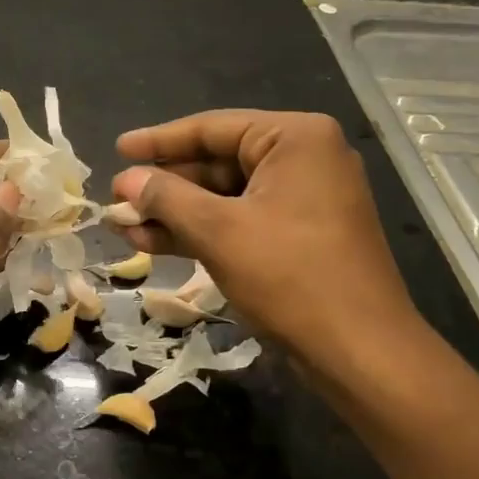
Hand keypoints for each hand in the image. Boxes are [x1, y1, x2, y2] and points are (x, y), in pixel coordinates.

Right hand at [113, 111, 425, 369]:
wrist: (360, 351)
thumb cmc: (291, 276)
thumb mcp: (219, 231)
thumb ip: (167, 198)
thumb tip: (125, 181)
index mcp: (295, 139)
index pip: (212, 128)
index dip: (159, 140)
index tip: (118, 149)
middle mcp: (303, 159)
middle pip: (217, 162)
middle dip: (165, 186)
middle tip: (118, 198)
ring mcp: (304, 199)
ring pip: (225, 196)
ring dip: (176, 213)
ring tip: (125, 227)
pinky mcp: (299, 235)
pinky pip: (241, 221)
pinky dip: (202, 231)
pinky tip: (155, 244)